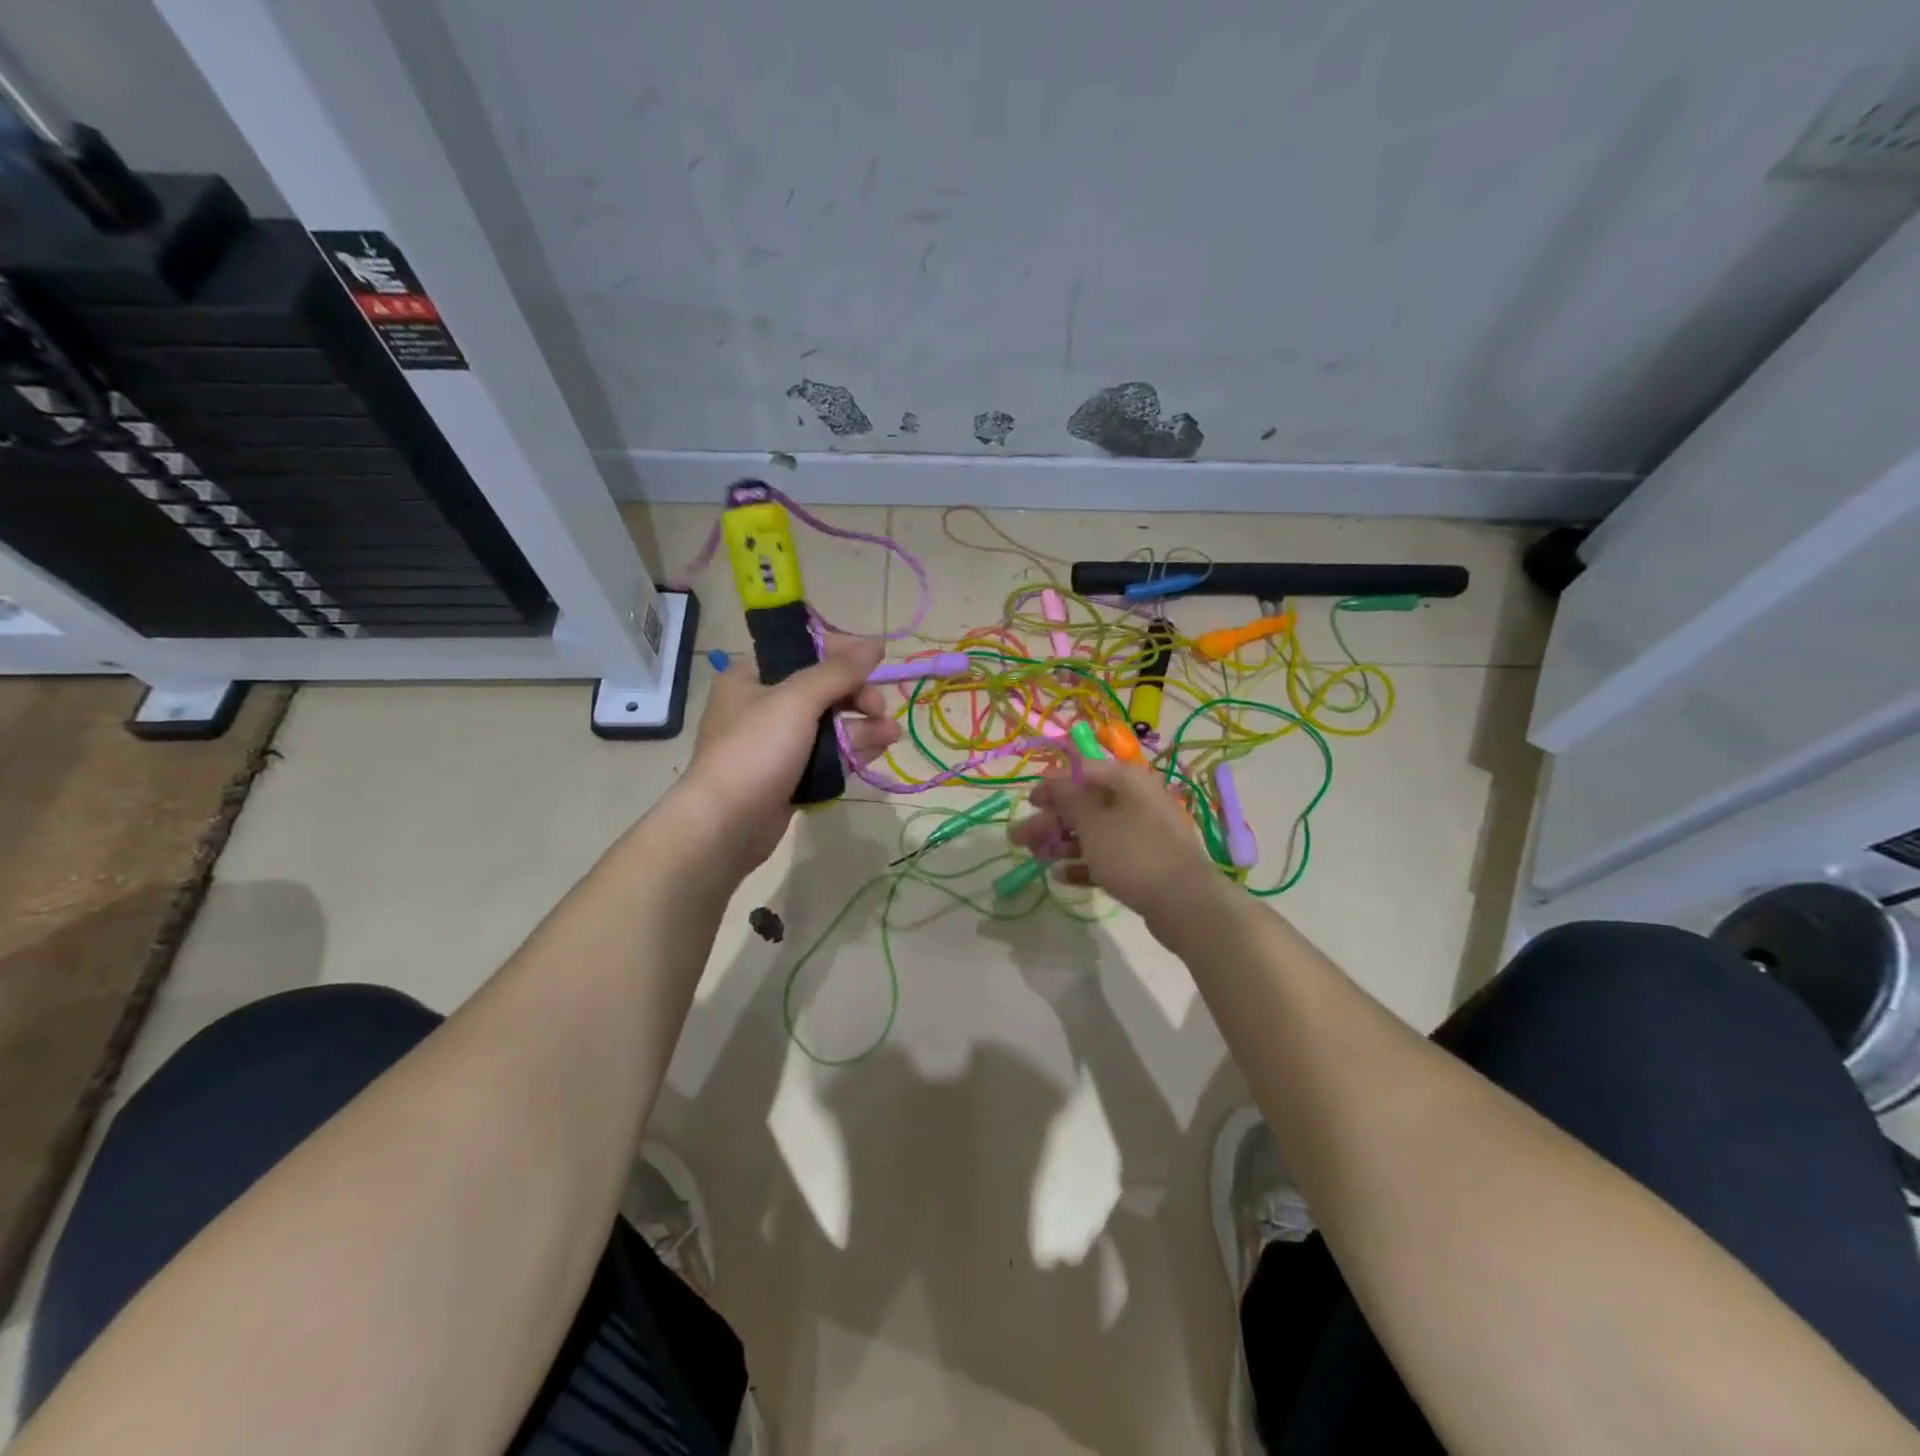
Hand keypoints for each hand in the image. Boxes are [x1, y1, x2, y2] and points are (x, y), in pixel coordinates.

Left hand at [679, 635, 900, 875]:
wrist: (726, 824)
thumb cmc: (756, 750)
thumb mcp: (796, 700)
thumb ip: (838, 671)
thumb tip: (875, 643)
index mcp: (753, 675)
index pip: (804, 650)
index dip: (843, 652)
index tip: (876, 660)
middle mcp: (763, 703)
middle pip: (823, 688)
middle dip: (858, 696)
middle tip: (879, 709)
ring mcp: (777, 742)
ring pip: (830, 724)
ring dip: (863, 725)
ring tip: (892, 735)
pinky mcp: (790, 773)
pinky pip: (828, 754)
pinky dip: (852, 750)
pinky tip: (879, 751)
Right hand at [1009, 757, 1222, 931]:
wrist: (1186, 904)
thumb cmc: (1134, 853)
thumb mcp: (1094, 823)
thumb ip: (1069, 799)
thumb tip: (1054, 778)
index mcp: (1127, 781)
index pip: (1083, 770)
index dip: (1053, 783)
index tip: (1029, 801)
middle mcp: (1136, 801)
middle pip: (1085, 804)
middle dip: (1050, 820)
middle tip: (1019, 838)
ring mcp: (1143, 833)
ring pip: (1094, 832)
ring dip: (1062, 842)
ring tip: (1035, 858)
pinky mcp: (1145, 863)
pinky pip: (1108, 856)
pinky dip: (1084, 863)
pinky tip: (1061, 876)